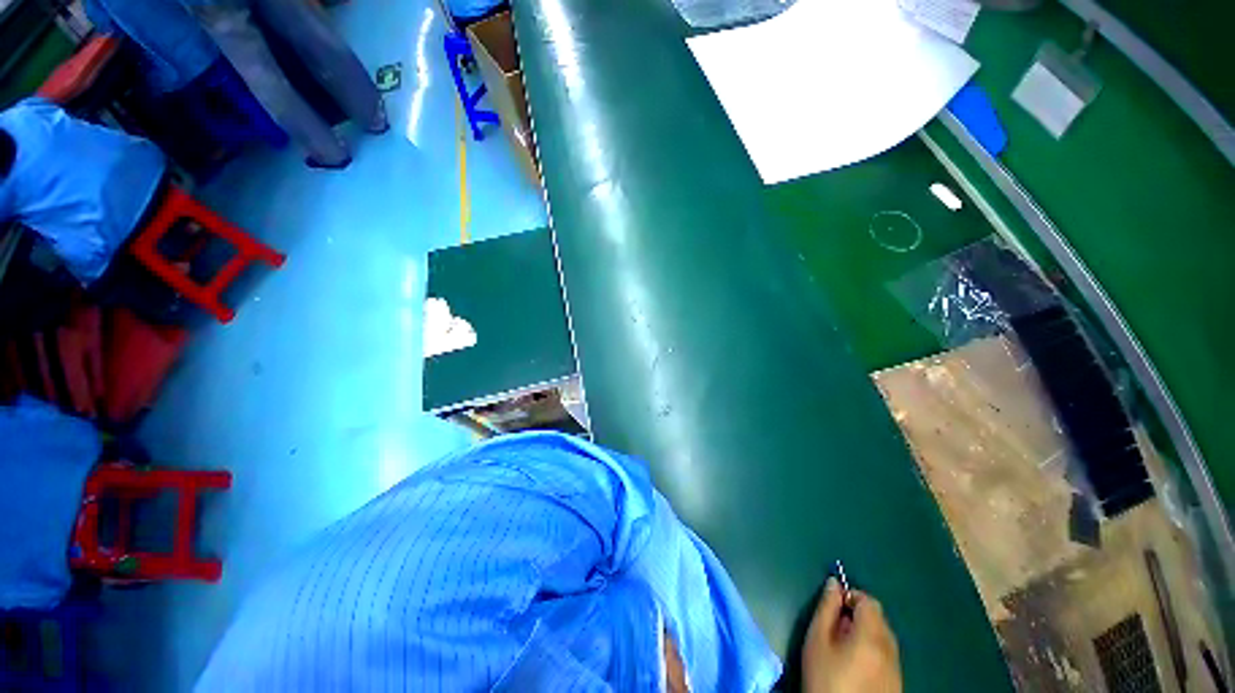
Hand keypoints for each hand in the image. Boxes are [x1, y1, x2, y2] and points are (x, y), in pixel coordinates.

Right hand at [802, 579, 901, 692]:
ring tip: (844, 649)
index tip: (833, 608)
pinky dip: (873, 652)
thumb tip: (833, 583)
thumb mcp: (817, 639)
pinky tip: (856, 667)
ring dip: (866, 634)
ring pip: (884, 638)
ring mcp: (897, 669)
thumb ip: (826, 608)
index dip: (850, 597)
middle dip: (857, 616)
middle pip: (878, 618)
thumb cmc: (825, 677)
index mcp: (872, 636)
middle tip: (835, 629)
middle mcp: (891, 650)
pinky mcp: (897, 684)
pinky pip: (887, 656)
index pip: (869, 601)